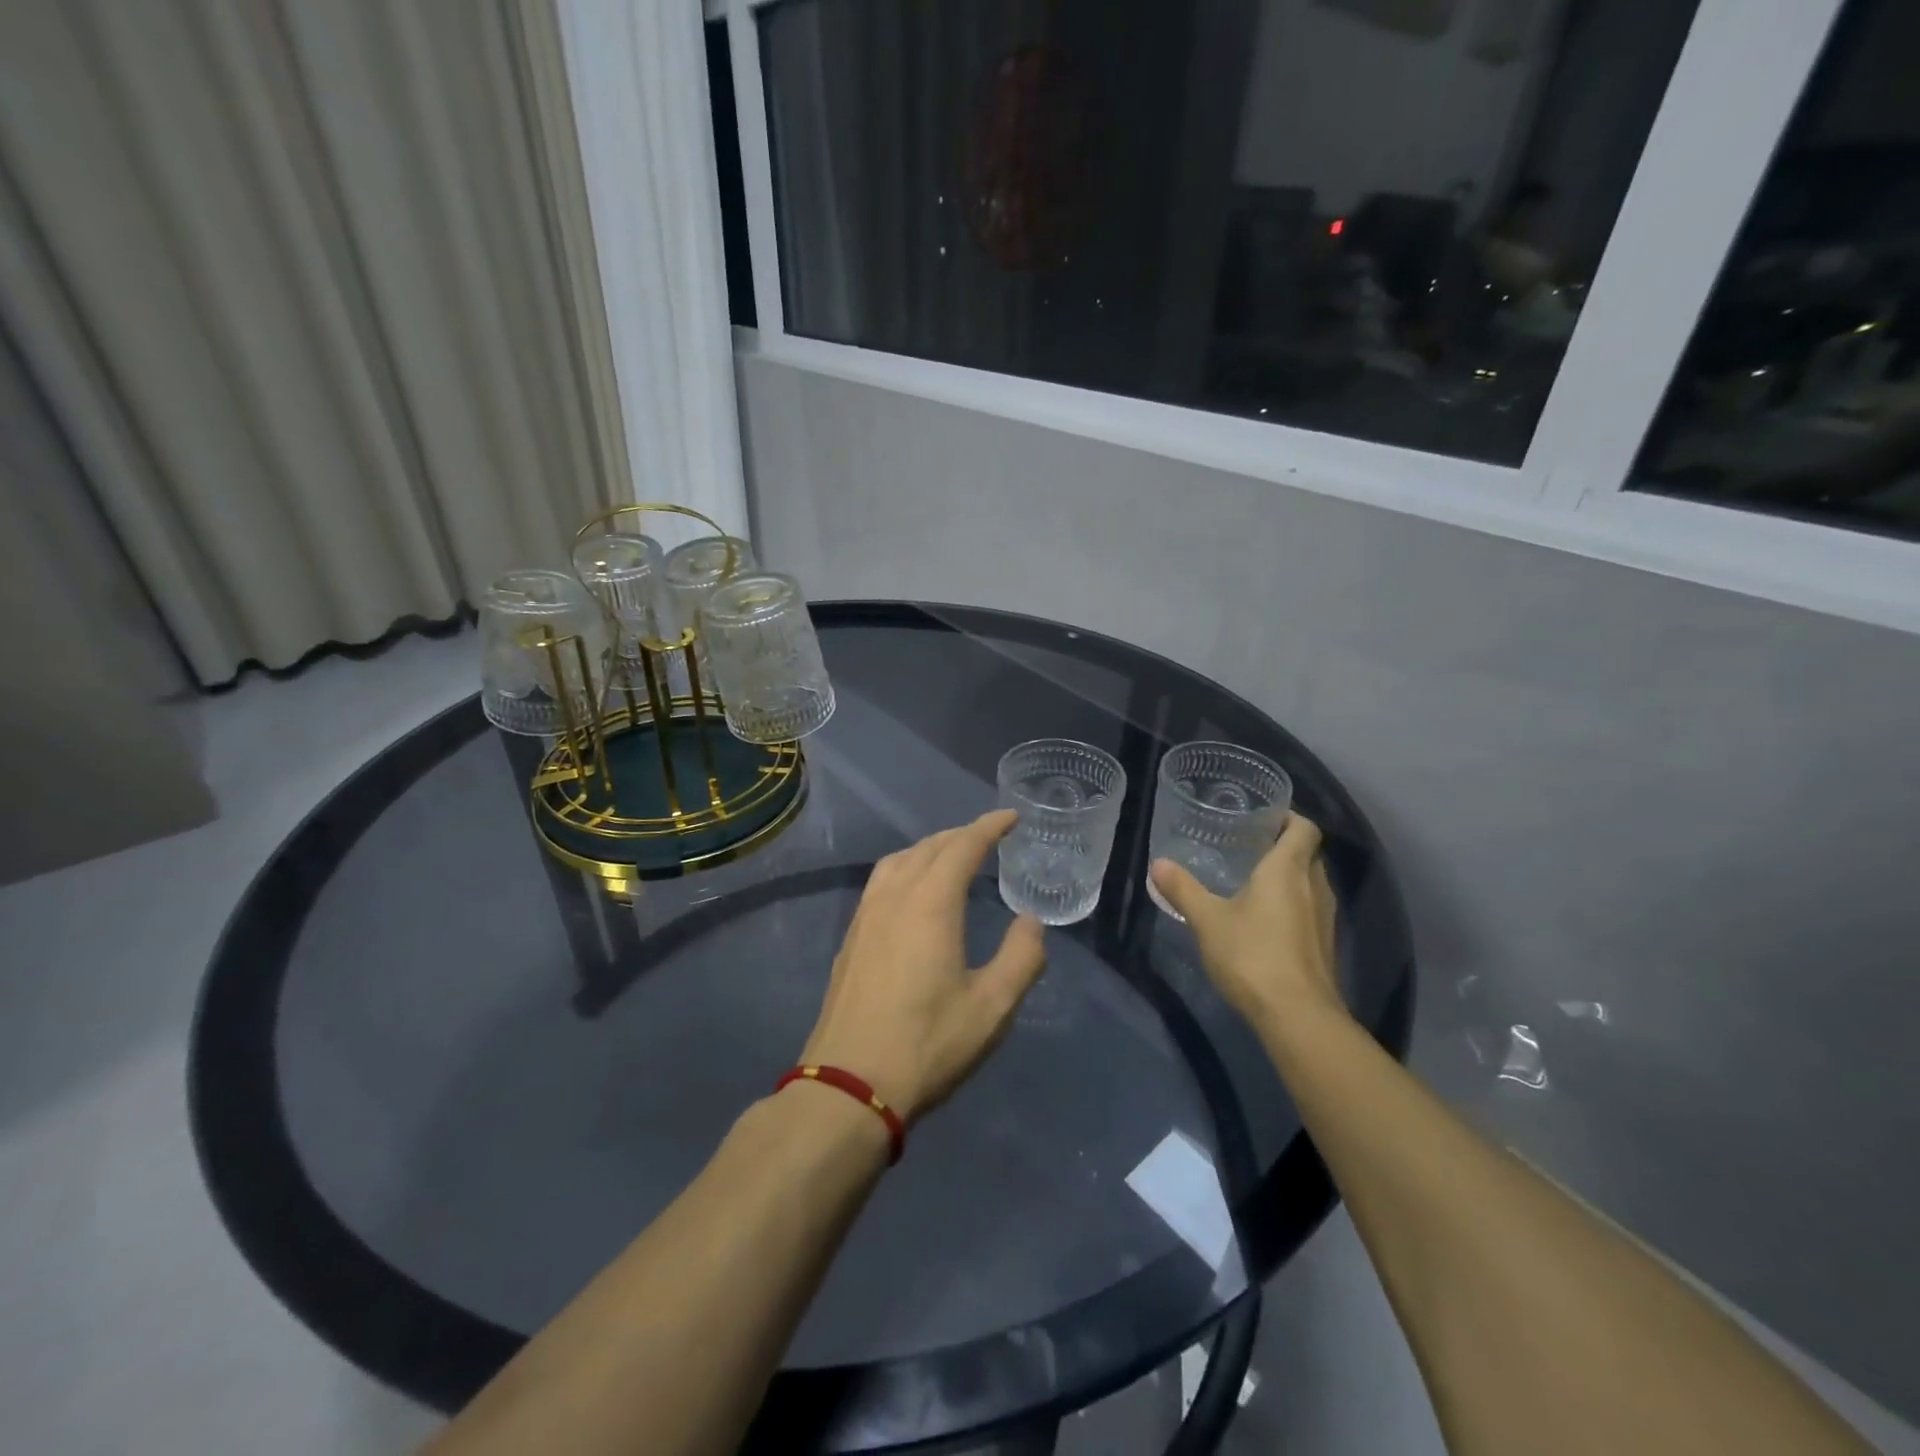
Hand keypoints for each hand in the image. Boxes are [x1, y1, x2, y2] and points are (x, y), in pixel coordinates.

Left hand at [800, 811, 1047, 1122]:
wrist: (849, 1084)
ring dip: (929, 849)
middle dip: (960, 835)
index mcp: (930, 903)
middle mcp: (894, 896)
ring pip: (898, 861)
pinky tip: (913, 894)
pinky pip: (881, 882)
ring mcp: (866, 916)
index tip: (1010, 817)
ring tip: (951, 858)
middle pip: (929, 847)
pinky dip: (906, 869)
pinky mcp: (851, 938)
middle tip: (988, 837)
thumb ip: (1021, 957)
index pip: (963, 846)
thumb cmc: (928, 1044)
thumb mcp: (992, 1007)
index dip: (989, 827)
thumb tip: (1030, 920)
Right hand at [1149, 812, 1345, 1029]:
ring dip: (1291, 877)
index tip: (1264, 817)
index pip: (1304, 828)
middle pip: (1309, 854)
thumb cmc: (1252, 955)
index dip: (1289, 817)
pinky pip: (1311, 910)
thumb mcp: (1207, 920)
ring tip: (1255, 881)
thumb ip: (1183, 889)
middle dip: (1285, 846)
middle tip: (1250, 847)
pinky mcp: (1325, 946)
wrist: (1298, 1016)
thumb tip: (1158, 863)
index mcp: (1288, 869)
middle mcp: (1315, 886)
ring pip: (1312, 883)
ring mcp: (1325, 919)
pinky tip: (1266, 921)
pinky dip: (1294, 905)